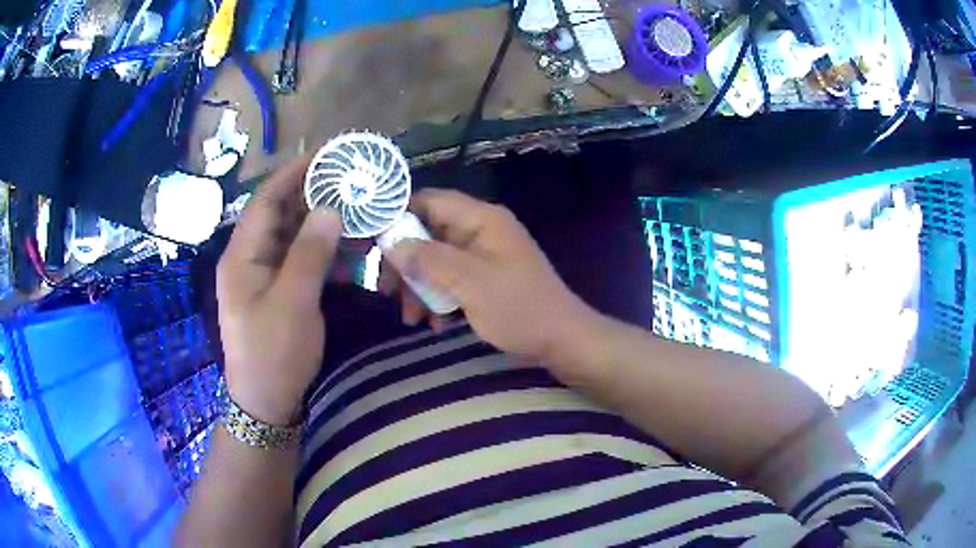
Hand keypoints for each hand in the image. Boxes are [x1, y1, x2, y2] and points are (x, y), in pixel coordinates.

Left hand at [216, 157, 341, 425]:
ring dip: (321, 221)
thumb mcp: (293, 303)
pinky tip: (347, 245)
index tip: (327, 153)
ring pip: (292, 235)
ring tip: (355, 206)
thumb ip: (310, 253)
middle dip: (313, 193)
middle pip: (280, 213)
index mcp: (242, 255)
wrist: (266, 402)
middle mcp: (250, 257)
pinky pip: (300, 258)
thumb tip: (330, 209)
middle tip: (349, 178)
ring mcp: (263, 274)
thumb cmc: (274, 354)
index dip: (295, 172)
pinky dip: (322, 249)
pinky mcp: (278, 289)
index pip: (267, 199)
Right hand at [396, 189, 593, 362]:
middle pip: (429, 233)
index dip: (400, 216)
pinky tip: (434, 324)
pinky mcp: (484, 280)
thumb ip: (428, 259)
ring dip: (419, 287)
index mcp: (482, 219)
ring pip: (436, 261)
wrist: (560, 341)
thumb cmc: (519, 308)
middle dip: (406, 263)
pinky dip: (437, 299)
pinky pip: (451, 280)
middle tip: (387, 291)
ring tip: (411, 318)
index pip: (431, 201)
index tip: (374, 243)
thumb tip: (390, 242)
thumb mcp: (470, 283)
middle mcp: (480, 231)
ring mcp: (482, 257)